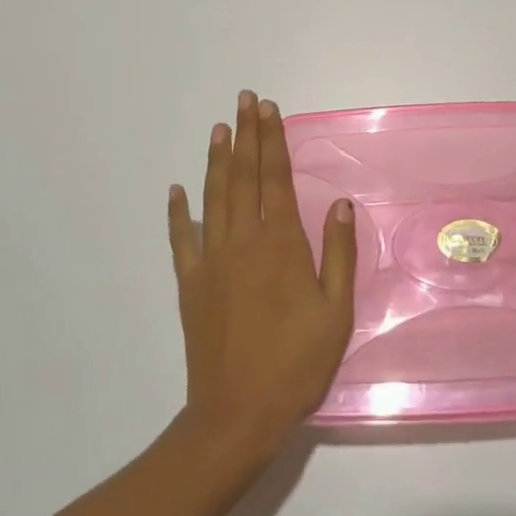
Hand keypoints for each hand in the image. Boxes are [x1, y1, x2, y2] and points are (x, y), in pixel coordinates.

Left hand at [168, 90, 356, 462]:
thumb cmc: (296, 363)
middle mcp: (243, 241)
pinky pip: (181, 240)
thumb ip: (338, 254)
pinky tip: (177, 191)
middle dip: (246, 136)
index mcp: (280, 244)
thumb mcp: (335, 312)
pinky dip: (178, 213)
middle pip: (244, 177)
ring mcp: (211, 261)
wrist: (237, 414)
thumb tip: (339, 204)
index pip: (275, 178)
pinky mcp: (191, 284)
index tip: (268, 109)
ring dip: (217, 161)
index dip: (272, 140)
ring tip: (220, 129)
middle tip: (245, 101)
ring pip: (214, 198)